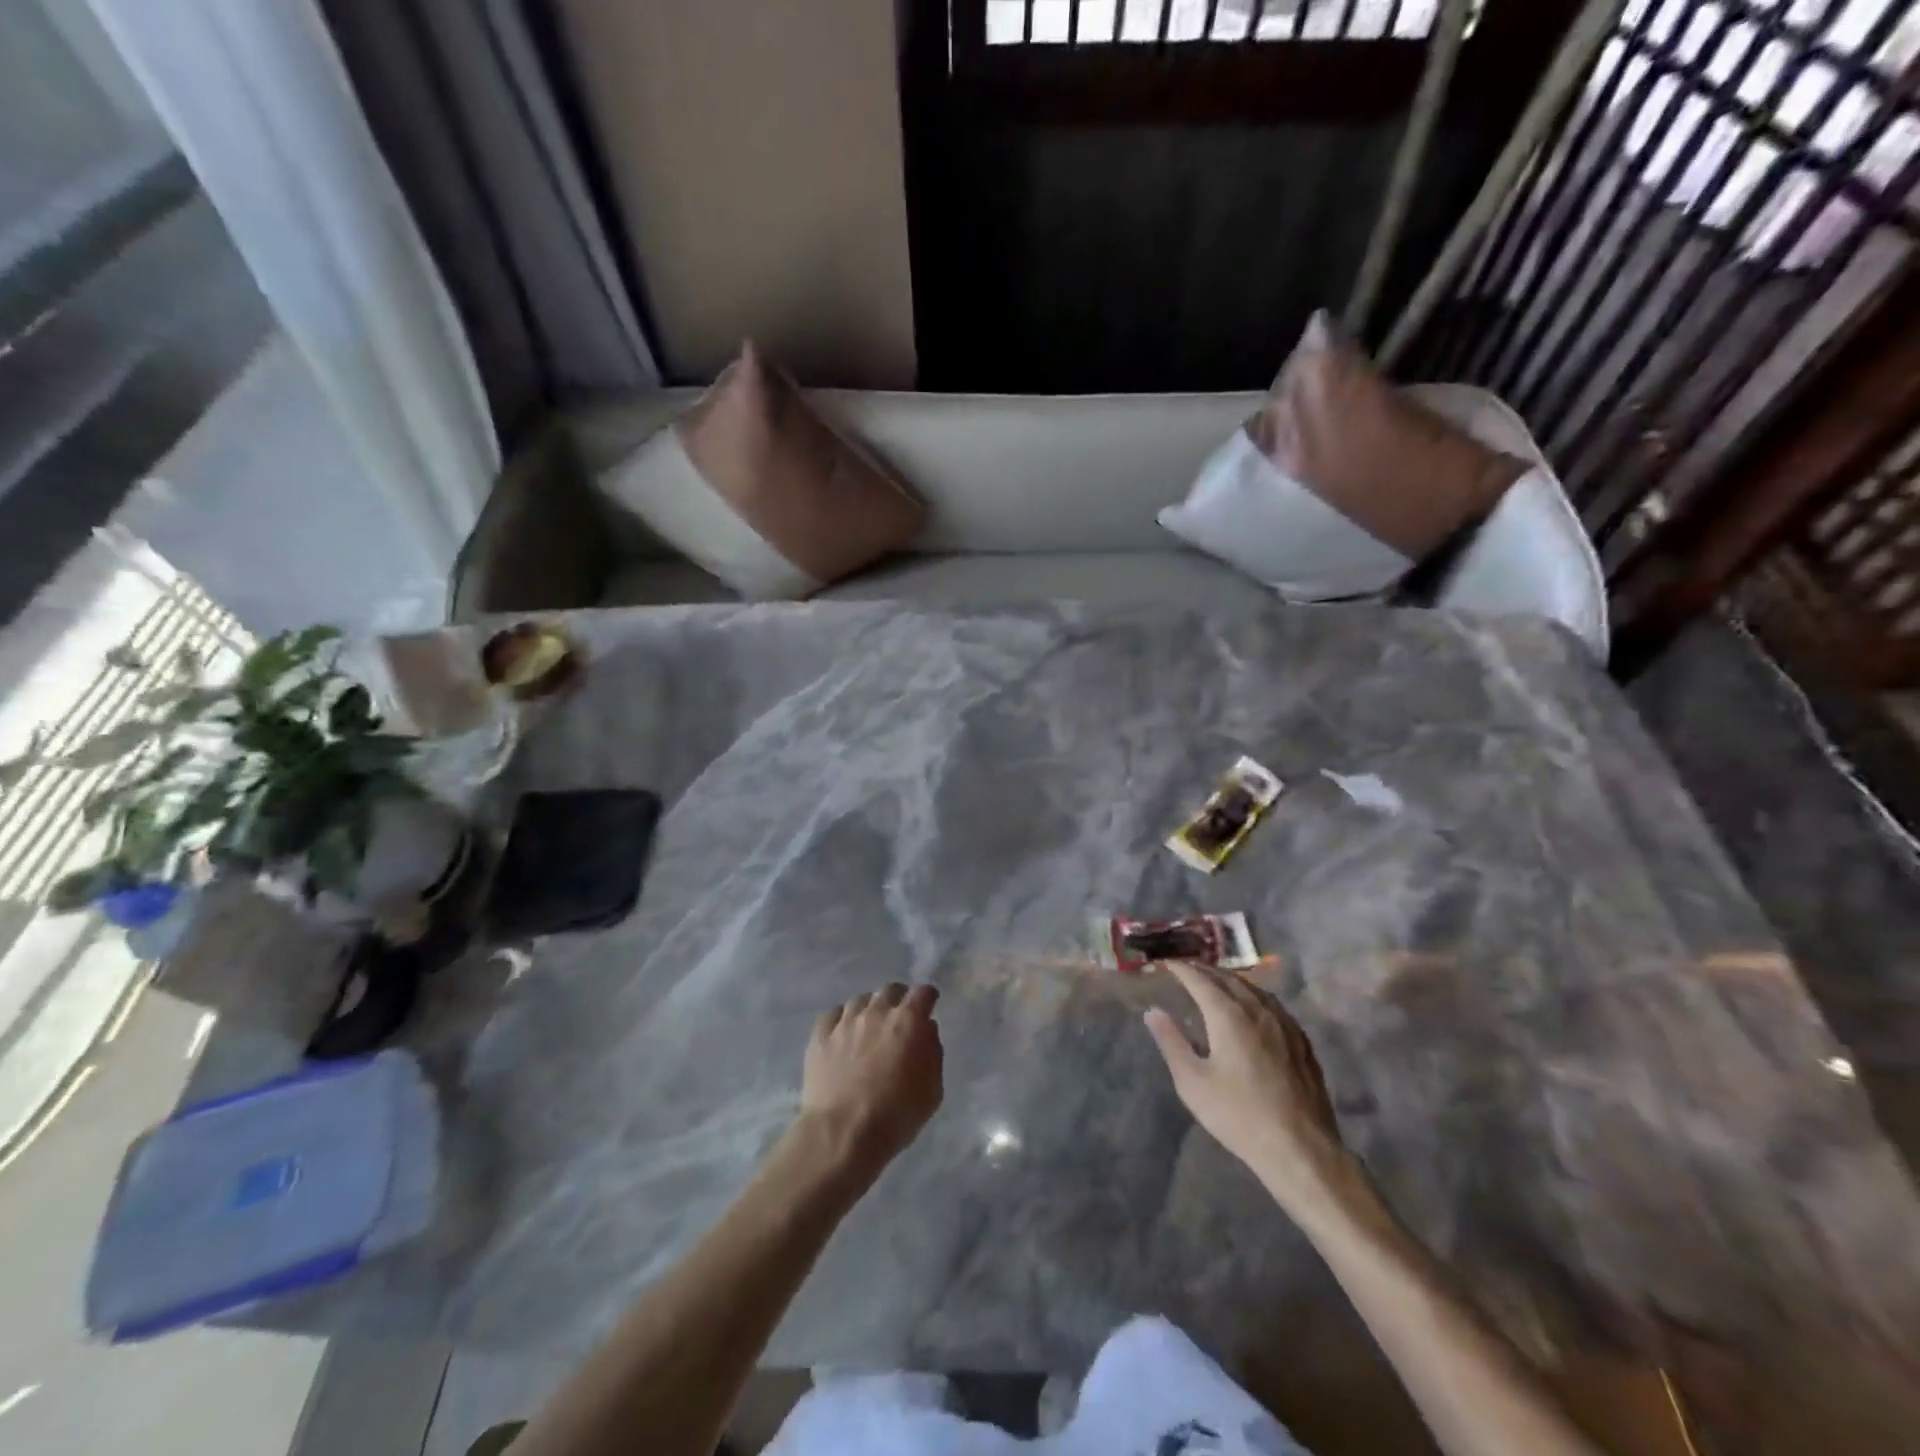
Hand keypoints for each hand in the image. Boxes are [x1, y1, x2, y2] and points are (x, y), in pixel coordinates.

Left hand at [799, 983, 943, 1174]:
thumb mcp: (932, 1090)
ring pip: (860, 1000)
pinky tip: (843, 1035)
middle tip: (899, 1020)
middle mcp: (877, 1011)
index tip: (928, 1007)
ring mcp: (845, 1021)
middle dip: (898, 1000)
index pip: (922, 993)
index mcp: (908, 1021)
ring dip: (870, 1009)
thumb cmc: (896, 1115)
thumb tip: (925, 1031)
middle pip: (890, 990)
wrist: (843, 1133)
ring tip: (869, 1029)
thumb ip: (933, 1052)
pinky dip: (842, 1021)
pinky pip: (834, 1015)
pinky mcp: (820, 1036)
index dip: (927, 998)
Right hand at [1145, 963, 1358, 1220]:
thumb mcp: (1192, 1082)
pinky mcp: (1301, 1041)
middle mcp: (1258, 1010)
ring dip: (1230, 980)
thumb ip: (1171, 1042)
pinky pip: (1272, 1004)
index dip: (1181, 969)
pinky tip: (1252, 1007)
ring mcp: (1284, 1024)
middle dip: (1205, 970)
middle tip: (1186, 968)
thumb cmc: (1238, 1115)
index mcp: (1229, 1015)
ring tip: (1215, 982)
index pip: (1200, 980)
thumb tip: (1153, 1012)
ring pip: (1254, 989)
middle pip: (1228, 979)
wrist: (1300, 1148)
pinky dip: (1253, 996)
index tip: (1166, 963)